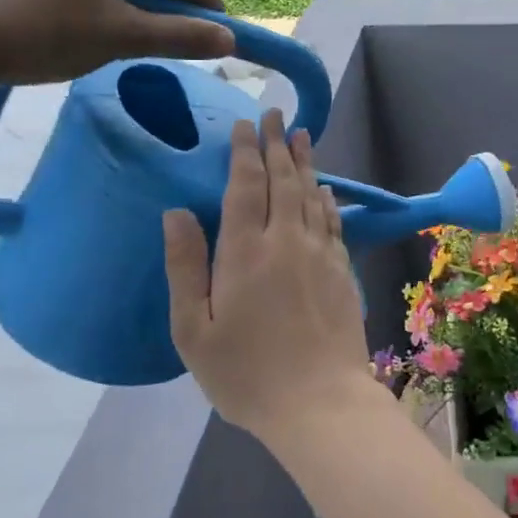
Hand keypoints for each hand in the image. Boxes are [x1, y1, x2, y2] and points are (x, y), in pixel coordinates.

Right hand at [163, 110, 371, 440]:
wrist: (320, 403)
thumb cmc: (246, 374)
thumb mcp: (194, 330)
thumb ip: (185, 266)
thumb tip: (176, 212)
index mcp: (246, 252)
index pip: (245, 186)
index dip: (245, 151)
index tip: (246, 124)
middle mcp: (286, 241)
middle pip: (283, 180)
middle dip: (277, 144)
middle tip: (275, 114)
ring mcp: (320, 254)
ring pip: (311, 195)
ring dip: (304, 162)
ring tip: (301, 135)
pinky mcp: (342, 271)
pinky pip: (332, 222)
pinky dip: (325, 199)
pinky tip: (324, 189)